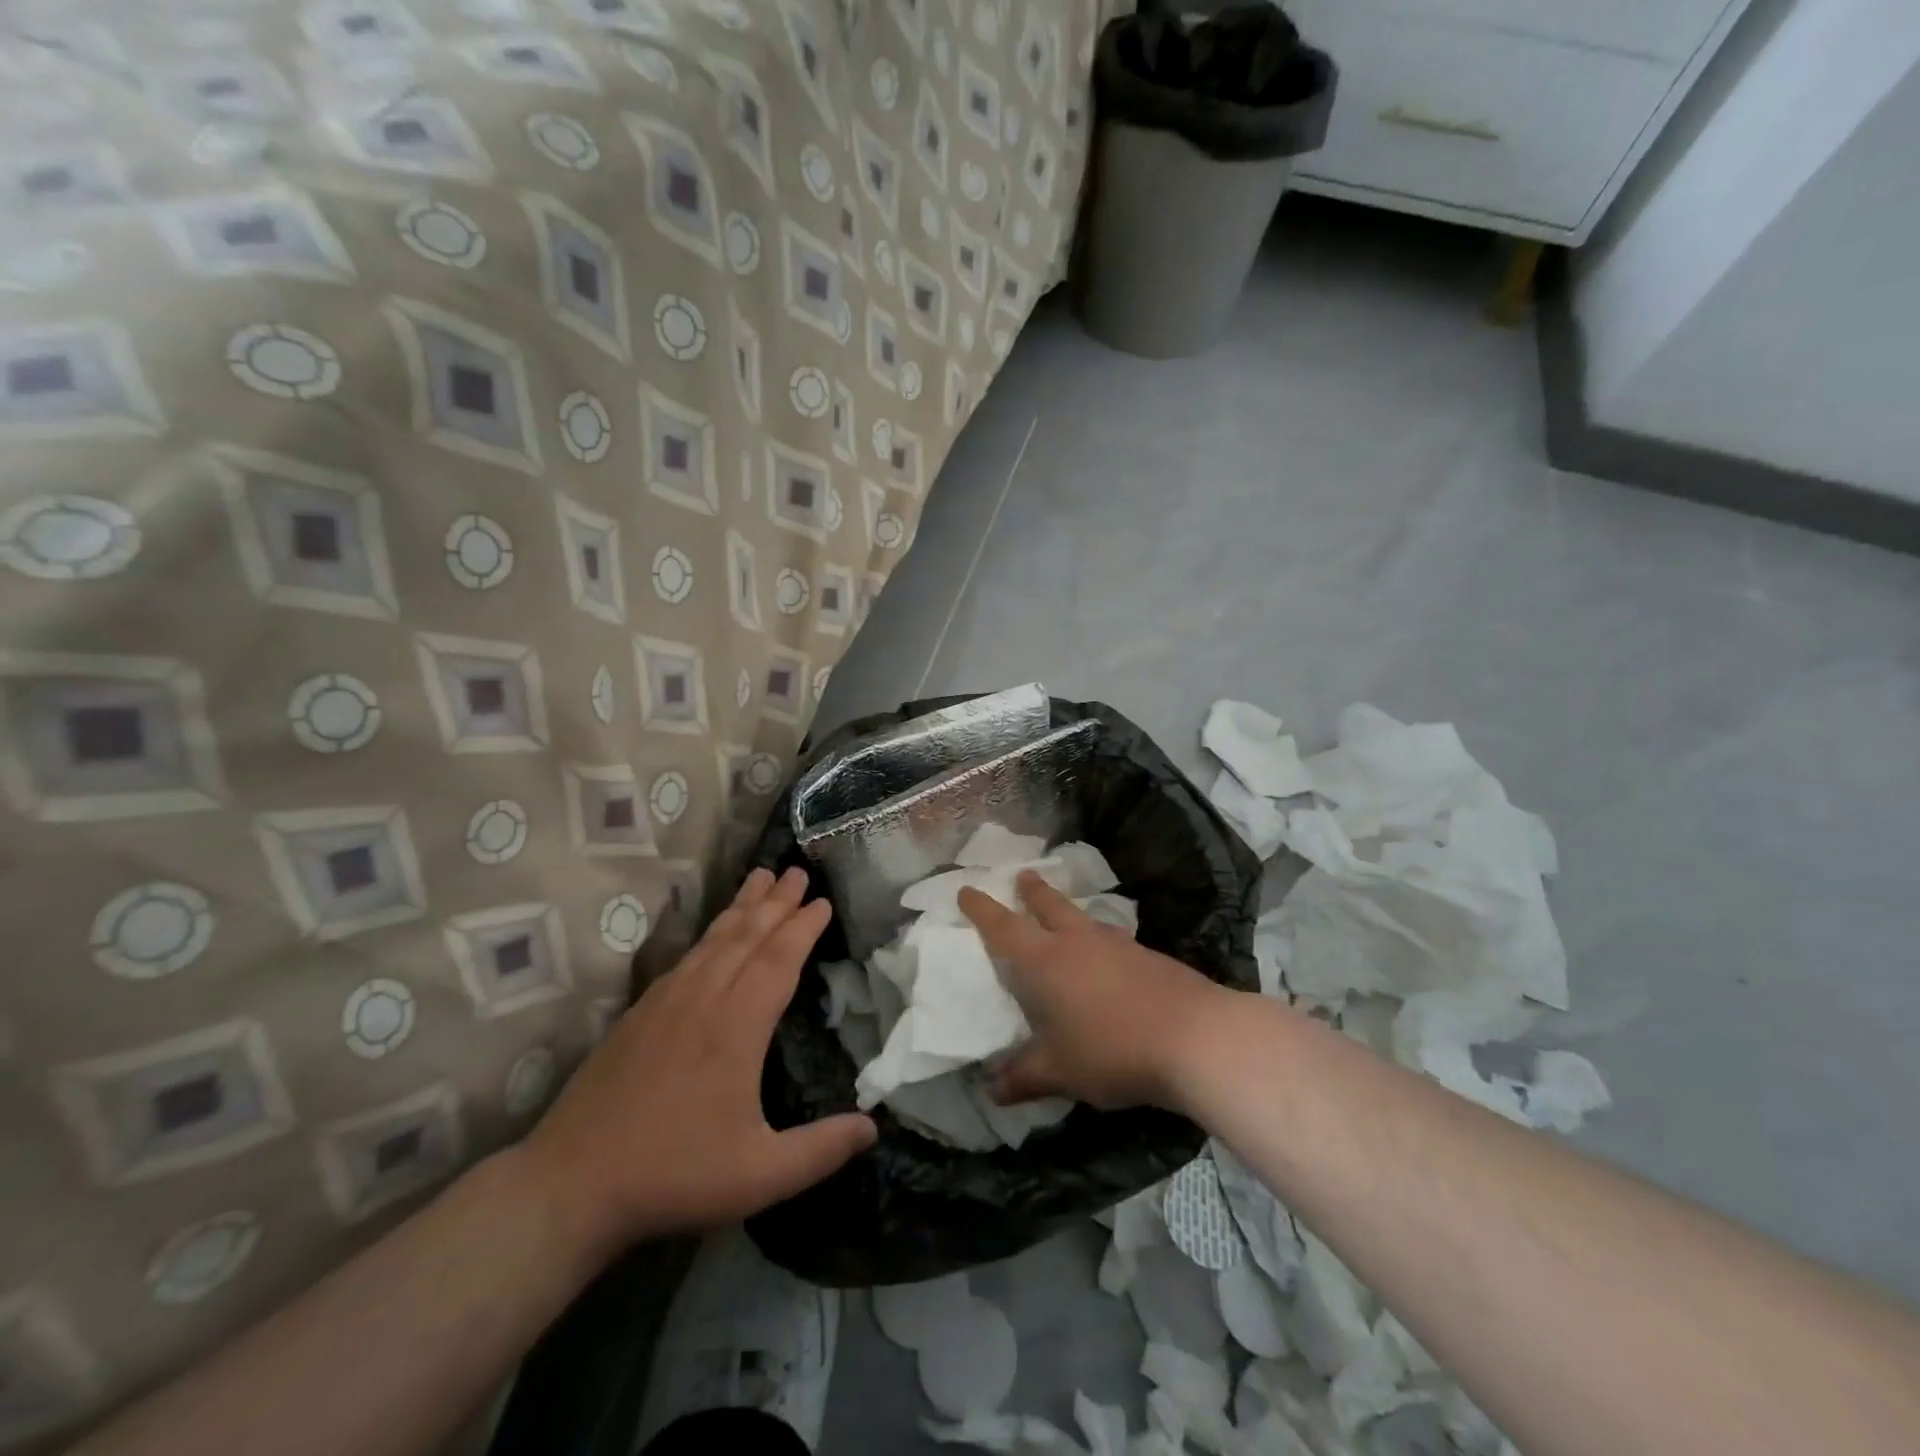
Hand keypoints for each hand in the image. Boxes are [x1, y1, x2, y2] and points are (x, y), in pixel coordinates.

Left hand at [520, 867, 876, 1260]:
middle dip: (776, 901)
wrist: (571, 1183)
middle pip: (747, 936)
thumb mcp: (759, 1174)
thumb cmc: (674, 1174)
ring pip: (714, 939)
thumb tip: (873, 1127)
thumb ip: (819, 1150)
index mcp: (737, 1027)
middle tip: (797, 870)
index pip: (778, 961)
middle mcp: (703, 1000)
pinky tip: (714, 932)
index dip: (802, 928)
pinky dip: (709, 932)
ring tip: (760, 876)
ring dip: (742, 906)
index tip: (823, 902)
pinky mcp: (640, 1012)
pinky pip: (686, 956)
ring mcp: (667, 1002)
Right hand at [958, 871, 1231, 1112]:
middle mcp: (1078, 942)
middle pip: (1049, 905)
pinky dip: (1098, 938)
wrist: (1194, 1038)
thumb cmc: (1112, 1050)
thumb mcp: (1059, 1072)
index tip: (966, 890)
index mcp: (1045, 961)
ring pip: (1083, 918)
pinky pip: (1111, 938)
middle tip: (1022, 876)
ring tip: (1064, 914)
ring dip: (1067, 911)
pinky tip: (1107, 956)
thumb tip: (990, 1089)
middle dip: (1031, 891)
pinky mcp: (1148, 955)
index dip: (982, 909)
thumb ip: (1023, 1077)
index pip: (1004, 927)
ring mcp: (1117, 944)